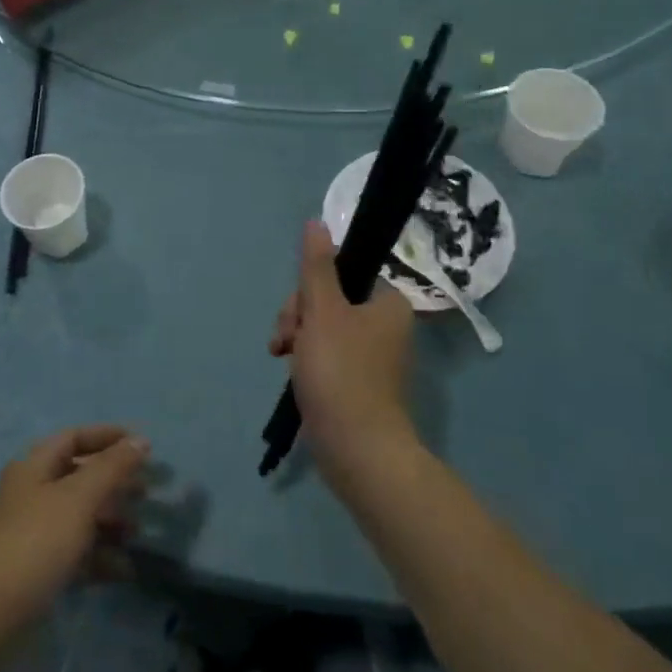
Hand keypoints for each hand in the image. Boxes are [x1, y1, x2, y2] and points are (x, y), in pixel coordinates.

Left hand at [0, 426, 149, 630]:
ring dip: (110, 522)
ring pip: (79, 518)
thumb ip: (112, 467)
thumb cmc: (35, 541)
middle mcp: (33, 494)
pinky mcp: (38, 571)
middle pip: (79, 478)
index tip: (142, 446)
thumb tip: (141, 439)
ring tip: (137, 533)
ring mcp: (34, 534)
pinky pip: (75, 555)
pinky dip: (100, 558)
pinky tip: (124, 569)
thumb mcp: (78, 497)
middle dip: (113, 483)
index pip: (74, 438)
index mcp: (35, 466)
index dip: (107, 437)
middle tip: (146, 493)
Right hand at [271, 221, 417, 478]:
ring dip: (297, 337)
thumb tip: (317, 222)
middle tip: (288, 341)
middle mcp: (385, 326)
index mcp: (387, 303)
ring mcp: (371, 356)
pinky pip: (325, 354)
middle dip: (298, 317)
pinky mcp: (357, 381)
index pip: (341, 273)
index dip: (310, 290)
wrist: (357, 449)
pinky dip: (305, 358)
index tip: (299, 315)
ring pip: (321, 327)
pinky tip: (290, 371)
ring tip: (283, 358)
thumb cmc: (341, 372)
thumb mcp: (323, 311)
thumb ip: (317, 265)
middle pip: (328, 299)